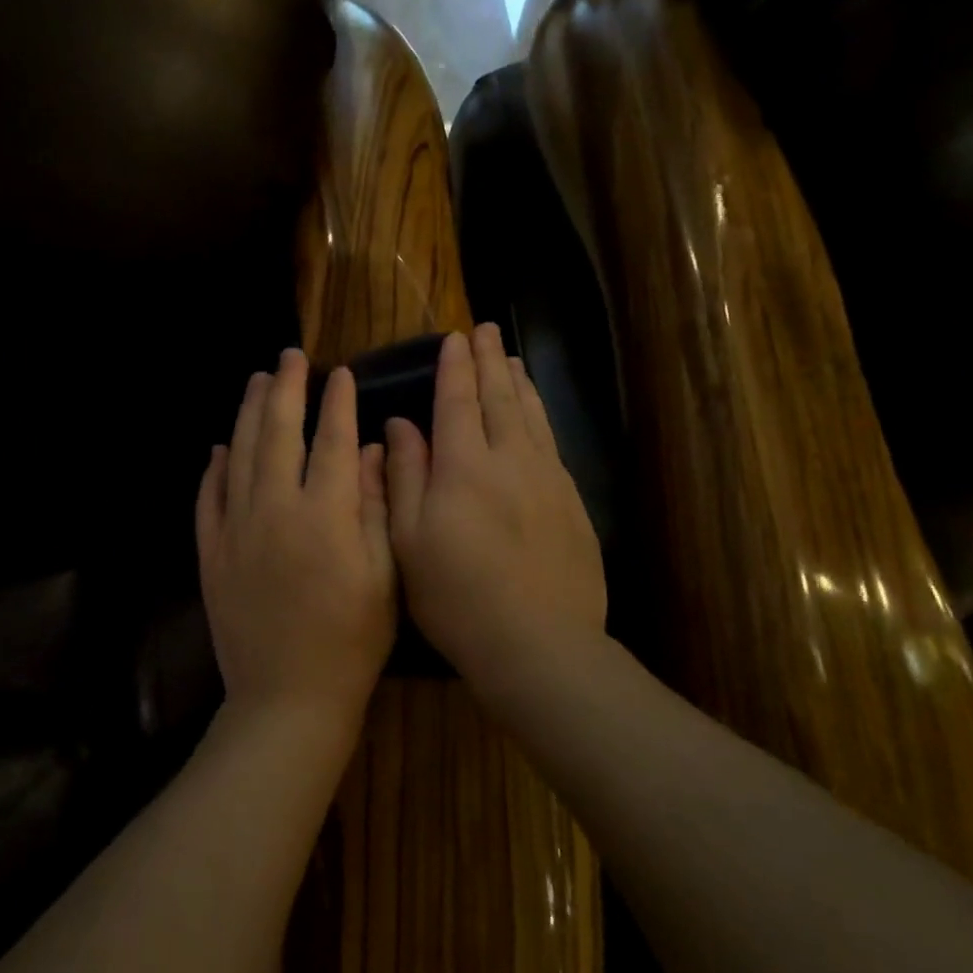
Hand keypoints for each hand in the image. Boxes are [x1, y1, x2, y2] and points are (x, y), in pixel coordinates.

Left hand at [197, 348, 395, 732]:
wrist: (286, 698)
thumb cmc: (352, 642)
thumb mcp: (385, 577)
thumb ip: (378, 507)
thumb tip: (374, 450)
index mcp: (325, 514)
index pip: (332, 441)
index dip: (337, 403)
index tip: (340, 373)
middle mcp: (275, 508)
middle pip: (278, 433)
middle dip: (285, 389)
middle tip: (289, 357)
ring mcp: (235, 529)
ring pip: (238, 455)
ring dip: (247, 414)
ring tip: (256, 381)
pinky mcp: (211, 553)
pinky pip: (208, 497)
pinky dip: (213, 468)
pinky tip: (219, 447)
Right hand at [385, 326, 605, 692]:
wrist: (537, 643)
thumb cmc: (456, 595)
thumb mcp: (408, 539)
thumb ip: (405, 475)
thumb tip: (401, 425)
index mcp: (464, 466)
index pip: (458, 401)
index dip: (455, 368)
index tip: (454, 339)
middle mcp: (510, 460)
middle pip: (500, 398)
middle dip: (490, 361)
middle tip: (486, 330)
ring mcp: (548, 480)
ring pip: (532, 416)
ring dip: (518, 383)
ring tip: (511, 358)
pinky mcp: (572, 503)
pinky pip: (552, 443)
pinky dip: (541, 417)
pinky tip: (537, 414)